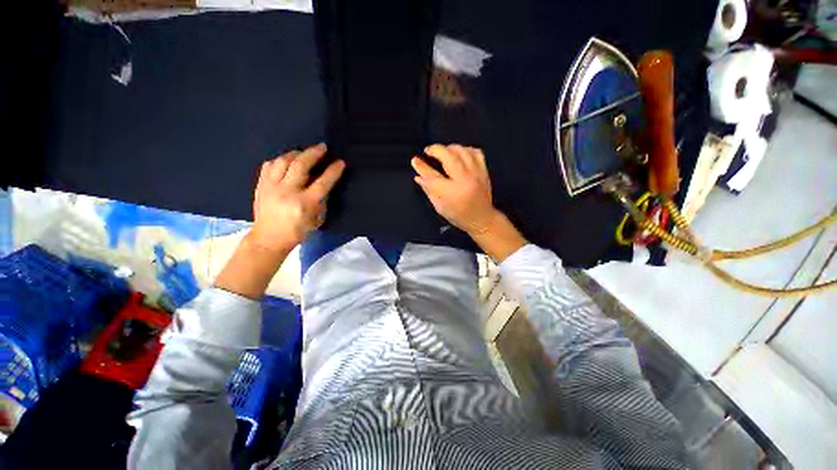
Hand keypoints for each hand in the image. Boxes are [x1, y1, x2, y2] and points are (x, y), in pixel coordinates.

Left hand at [250, 143, 345, 253]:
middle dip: (313, 153)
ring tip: (303, 153)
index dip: (333, 171)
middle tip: (322, 147)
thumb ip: (321, 201)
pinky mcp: (261, 186)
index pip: (322, 182)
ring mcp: (271, 187)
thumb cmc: (298, 232)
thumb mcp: (317, 219)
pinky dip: (279, 161)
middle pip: (301, 165)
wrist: (269, 238)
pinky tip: (285, 162)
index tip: (340, 162)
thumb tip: (323, 185)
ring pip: (283, 161)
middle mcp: (287, 192)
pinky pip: (269, 166)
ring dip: (295, 154)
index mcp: (304, 203)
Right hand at [411, 144, 499, 234]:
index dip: (422, 167)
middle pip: (449, 156)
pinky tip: (459, 153)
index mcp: (452, 193)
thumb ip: (429, 189)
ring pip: (462, 151)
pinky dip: (465, 149)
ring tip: (442, 152)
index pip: (433, 176)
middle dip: (436, 150)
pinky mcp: (484, 171)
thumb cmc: (458, 215)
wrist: (481, 219)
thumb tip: (418, 175)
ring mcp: (476, 173)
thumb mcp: (439, 206)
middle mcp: (465, 180)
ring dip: (449, 148)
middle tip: (428, 150)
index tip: (415, 160)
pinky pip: (475, 152)